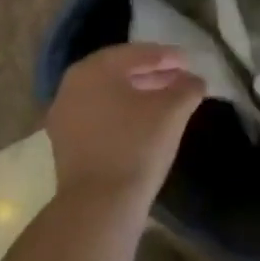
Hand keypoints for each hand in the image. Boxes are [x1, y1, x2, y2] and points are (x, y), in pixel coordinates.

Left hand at [47, 44, 204, 211]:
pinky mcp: (65, 143)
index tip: (189, 61)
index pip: (135, 53)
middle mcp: (72, 85)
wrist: (98, 207)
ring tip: (166, 100)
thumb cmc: (136, 147)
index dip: (166, 56)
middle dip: (152, 73)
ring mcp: (64, 114)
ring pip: (107, 94)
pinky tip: (142, 124)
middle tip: (179, 78)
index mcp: (94, 69)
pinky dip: (121, 113)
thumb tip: (195, 80)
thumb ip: (186, 88)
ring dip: (137, 94)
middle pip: (119, 72)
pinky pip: (98, 115)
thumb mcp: (171, 112)